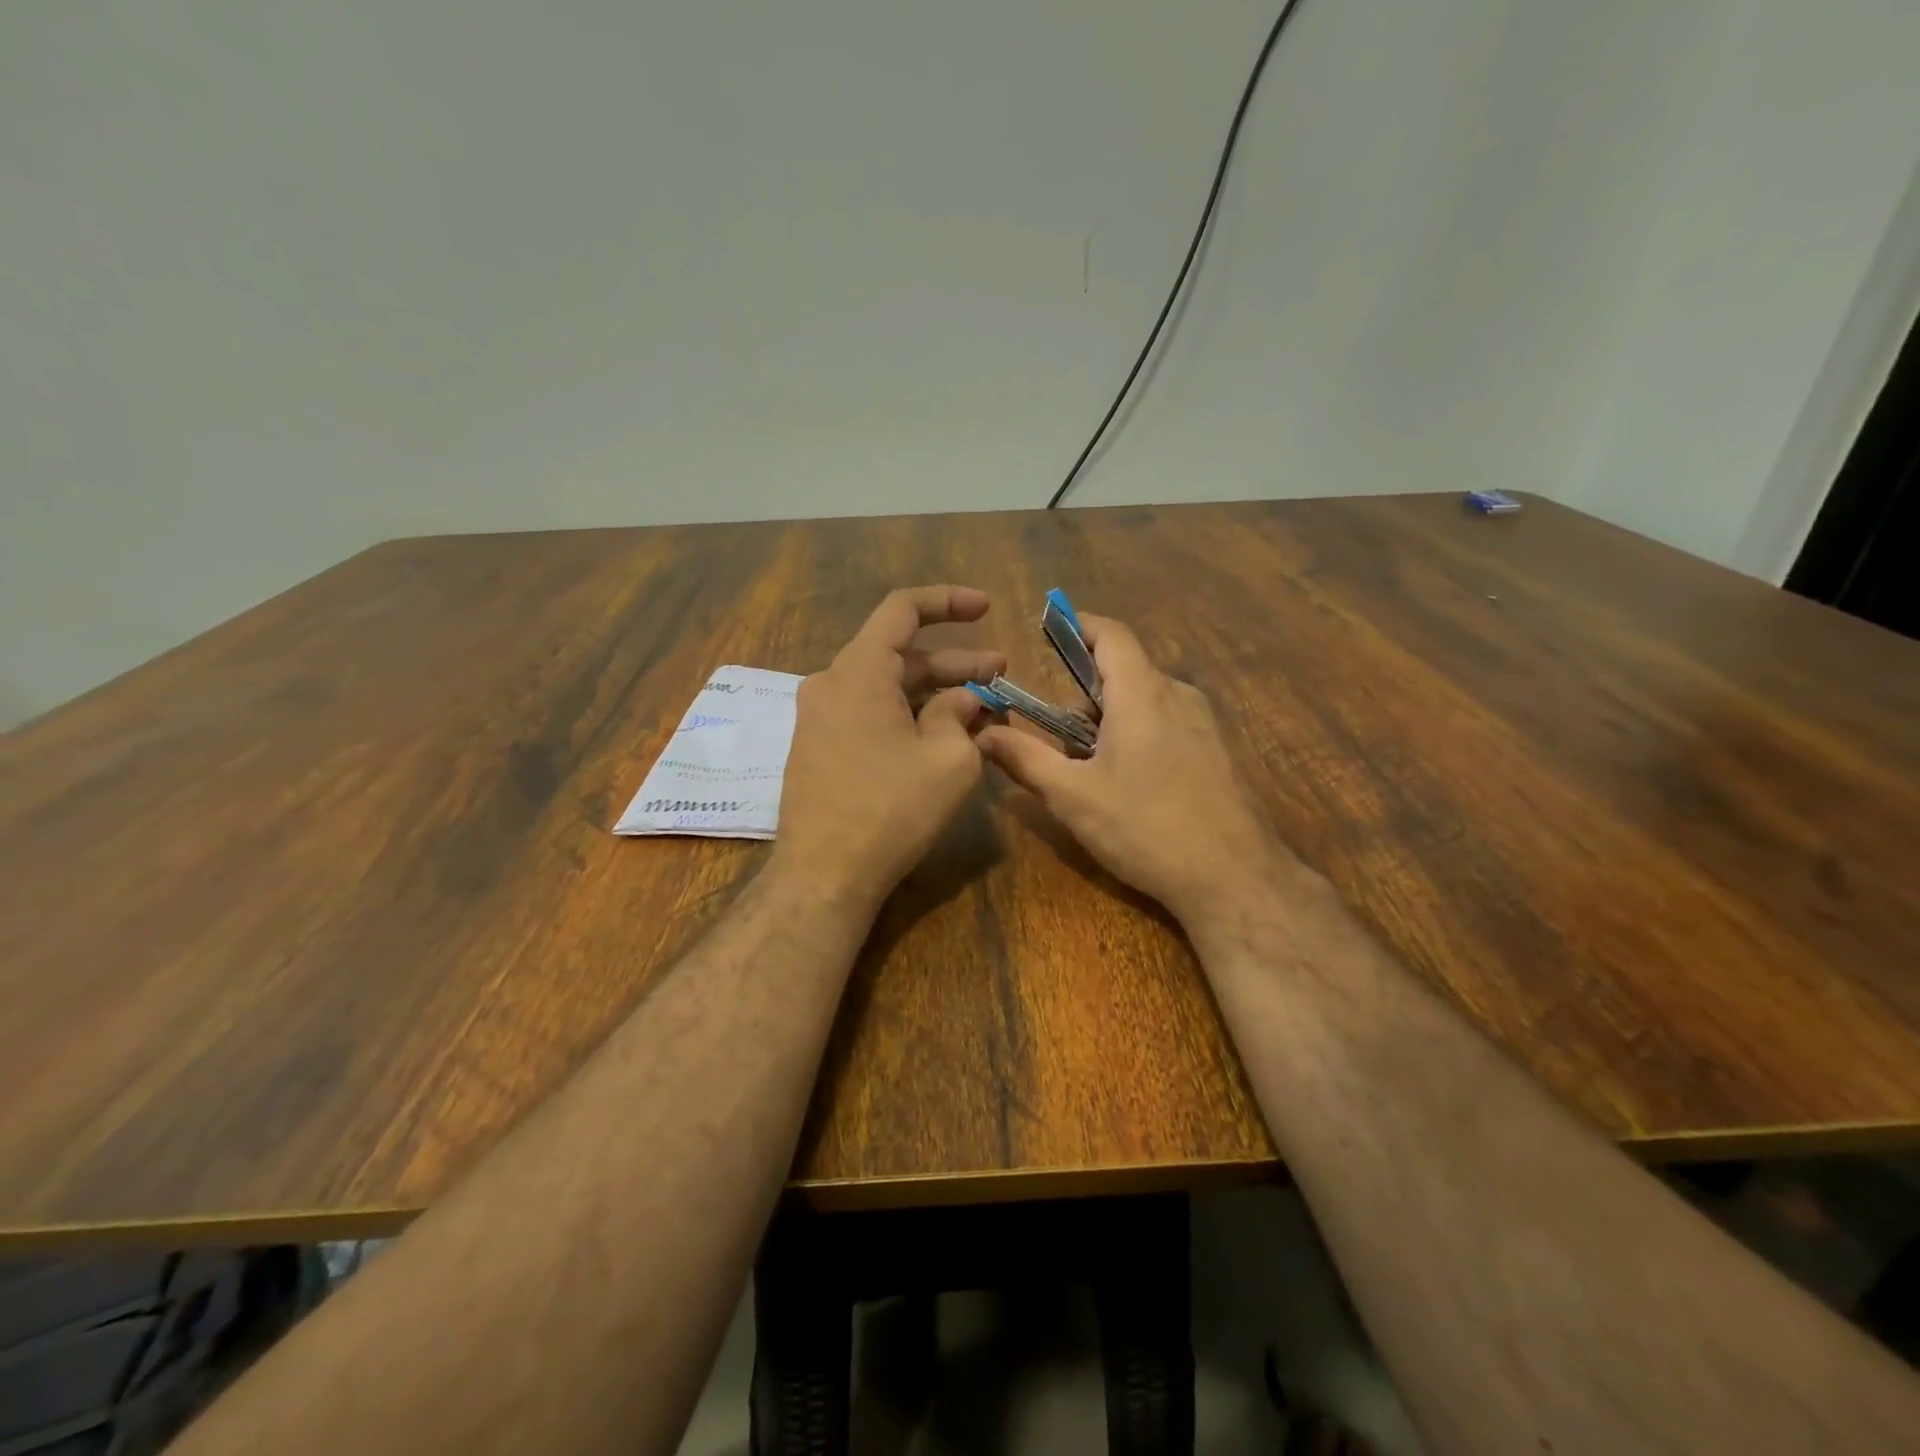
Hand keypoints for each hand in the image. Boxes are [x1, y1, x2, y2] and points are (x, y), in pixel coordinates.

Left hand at [773, 586, 1005, 913]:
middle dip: (954, 661)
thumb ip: (960, 714)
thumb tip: (964, 699)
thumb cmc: (891, 809)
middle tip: (1001, 672)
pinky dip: (908, 714)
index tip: (987, 608)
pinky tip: (942, 734)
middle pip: (899, 655)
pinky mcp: (819, 748)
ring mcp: (819, 718)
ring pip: (886, 688)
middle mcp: (831, 683)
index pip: (902, 609)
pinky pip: (869, 714)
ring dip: (934, 692)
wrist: (824, 874)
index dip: (948, 601)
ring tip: (983, 706)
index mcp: (859, 671)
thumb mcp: (948, 758)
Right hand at [978, 614, 1285, 923]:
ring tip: (1086, 765)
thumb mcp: (1073, 796)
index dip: (1079, 625)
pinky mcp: (1216, 752)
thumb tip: (983, 734)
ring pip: (1146, 701)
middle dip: (1084, 692)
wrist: (1235, 878)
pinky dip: (1137, 734)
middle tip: (1055, 732)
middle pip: (1125, 671)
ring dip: (1110, 718)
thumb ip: (1025, 759)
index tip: (1048, 629)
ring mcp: (1204, 724)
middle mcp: (1178, 696)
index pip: (1111, 634)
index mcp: (1143, 693)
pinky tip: (1127, 784)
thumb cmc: (1146, 828)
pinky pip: (1168, 724)